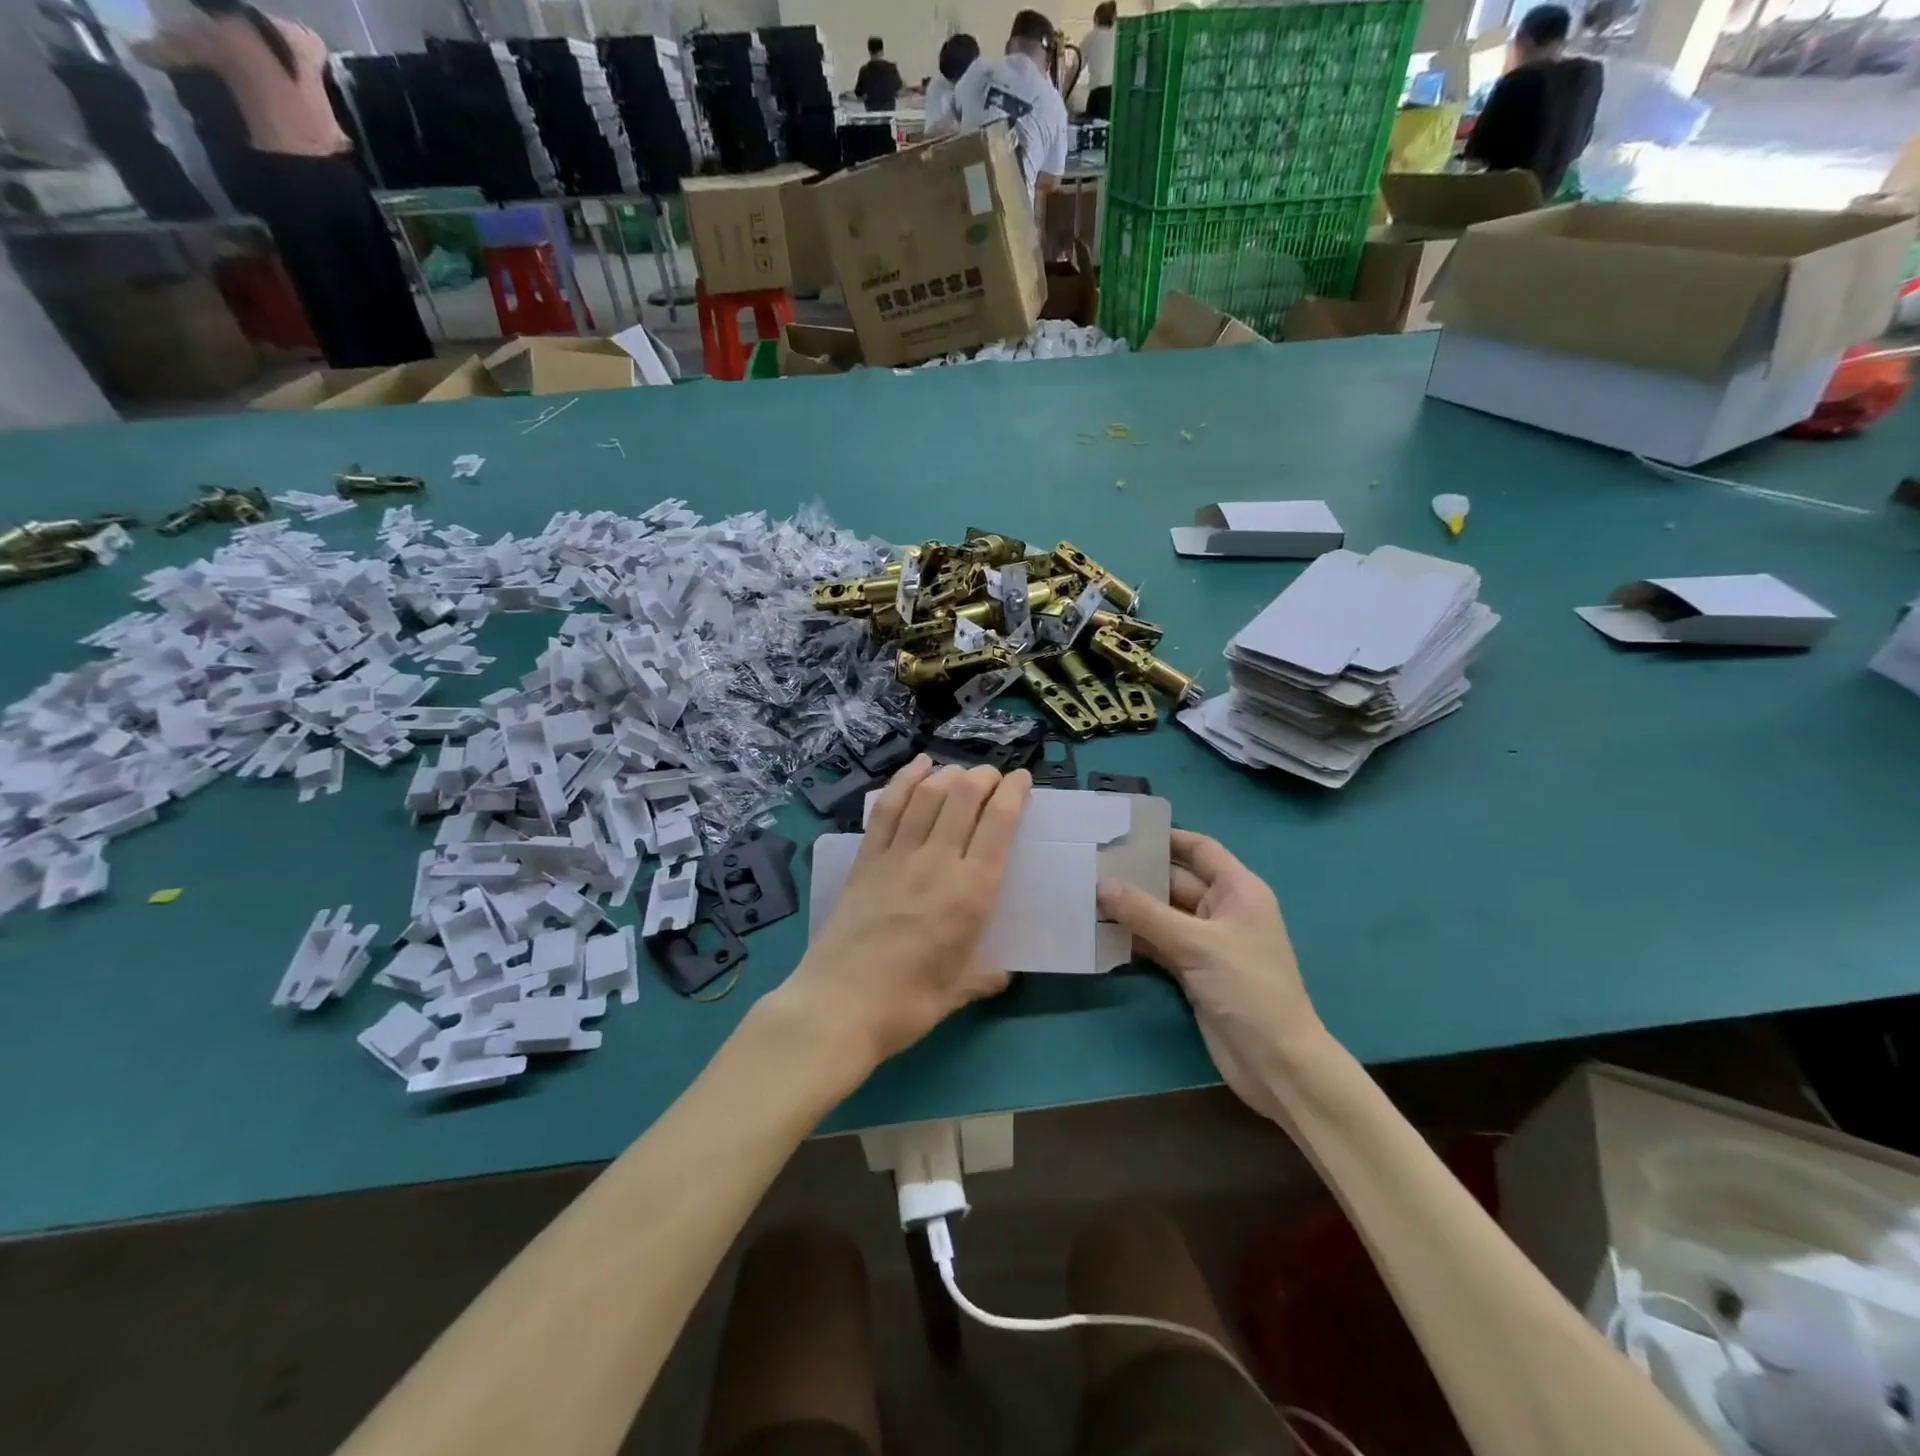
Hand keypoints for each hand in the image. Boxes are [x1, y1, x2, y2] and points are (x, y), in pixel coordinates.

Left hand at [772, 756, 1029, 1078]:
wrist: (839, 1006)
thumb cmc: (908, 1004)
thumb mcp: (958, 991)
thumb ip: (985, 975)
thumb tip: (1001, 973)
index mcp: (971, 892)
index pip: (998, 824)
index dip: (1013, 793)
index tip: (1022, 780)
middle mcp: (937, 862)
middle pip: (963, 798)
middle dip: (983, 777)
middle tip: (993, 777)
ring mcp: (897, 856)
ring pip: (927, 796)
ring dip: (949, 775)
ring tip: (961, 772)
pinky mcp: (865, 859)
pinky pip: (887, 808)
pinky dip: (904, 781)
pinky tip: (918, 766)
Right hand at [1097, 831, 1324, 1120]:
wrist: (1275, 1062)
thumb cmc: (1248, 988)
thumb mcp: (1196, 944)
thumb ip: (1145, 913)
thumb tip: (1100, 884)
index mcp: (1238, 891)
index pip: (1200, 849)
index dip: (1167, 837)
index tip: (1125, 830)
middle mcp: (1222, 910)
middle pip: (1175, 881)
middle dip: (1138, 874)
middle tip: (1091, 863)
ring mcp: (1206, 942)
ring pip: (1162, 914)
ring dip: (1131, 908)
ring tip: (1086, 892)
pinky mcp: (1192, 971)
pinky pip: (1158, 944)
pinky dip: (1134, 938)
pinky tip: (1101, 931)